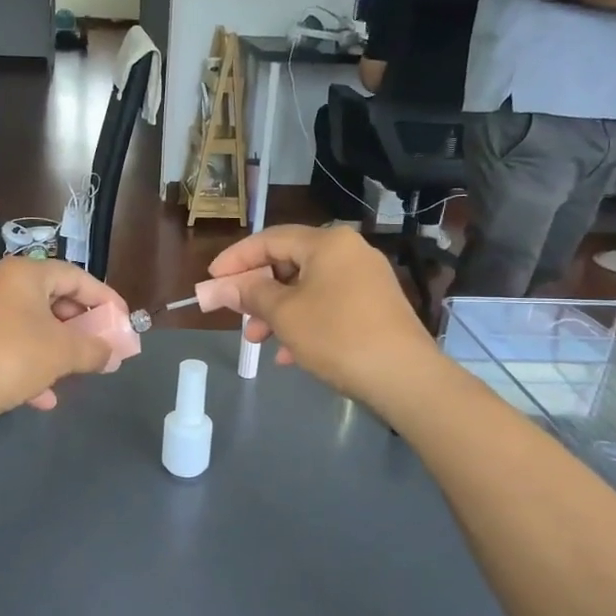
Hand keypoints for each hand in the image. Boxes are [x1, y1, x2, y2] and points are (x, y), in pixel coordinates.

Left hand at [0, 258, 126, 422]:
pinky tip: (40, 395)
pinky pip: (4, 341)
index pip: (75, 276)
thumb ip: (94, 350)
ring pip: (27, 324)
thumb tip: (111, 354)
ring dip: (53, 348)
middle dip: (78, 327)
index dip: (104, 298)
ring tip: (72, 373)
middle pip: (50, 298)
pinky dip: (26, 361)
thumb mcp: (62, 353)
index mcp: (23, 273)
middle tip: (97, 346)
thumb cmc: (10, 357)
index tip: (121, 321)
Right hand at [205, 226, 437, 409]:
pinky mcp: (376, 306)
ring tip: (258, 341)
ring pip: (308, 288)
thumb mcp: (284, 314)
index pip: (269, 239)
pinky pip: (328, 305)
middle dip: (257, 291)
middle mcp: (349, 252)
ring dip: (278, 312)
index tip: (212, 280)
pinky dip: (304, 323)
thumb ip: (250, 295)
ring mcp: (366, 280)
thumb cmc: (337, 336)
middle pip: (289, 263)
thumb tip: (222, 287)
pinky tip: (289, 354)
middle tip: (235, 314)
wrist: (404, 376)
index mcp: (327, 243)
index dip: (236, 260)